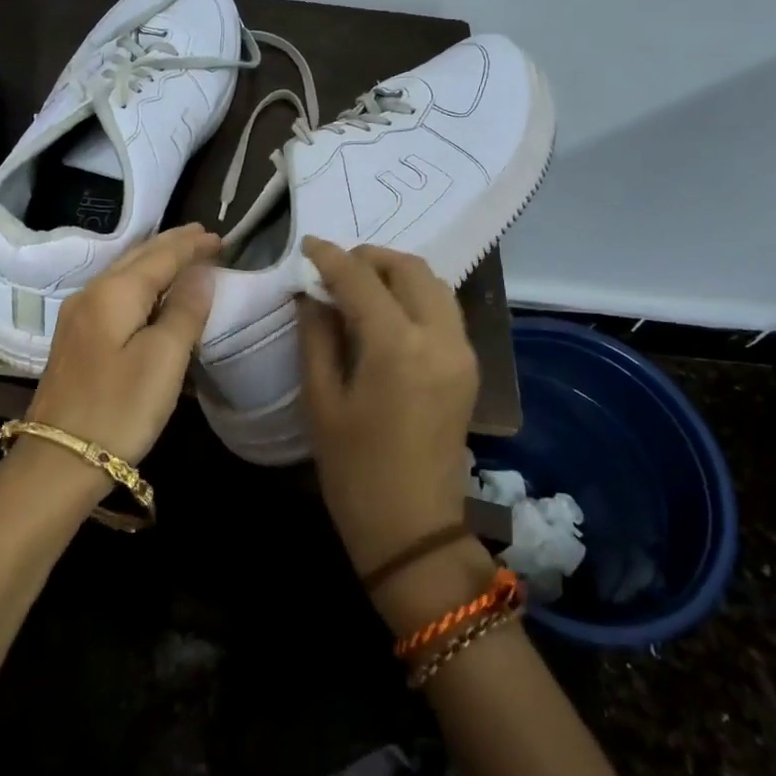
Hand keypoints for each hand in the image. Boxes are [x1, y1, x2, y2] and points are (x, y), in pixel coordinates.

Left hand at [25, 224, 220, 462]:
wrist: (58, 460)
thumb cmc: (120, 408)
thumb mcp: (164, 359)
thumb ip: (185, 311)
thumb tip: (201, 273)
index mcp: (115, 292)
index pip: (161, 256)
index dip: (192, 246)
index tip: (220, 237)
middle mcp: (92, 293)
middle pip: (138, 256)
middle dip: (172, 244)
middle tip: (202, 235)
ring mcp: (78, 316)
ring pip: (124, 272)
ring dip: (155, 259)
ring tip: (181, 252)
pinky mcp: (75, 338)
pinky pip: (115, 292)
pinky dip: (140, 280)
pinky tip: (149, 288)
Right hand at [299, 237, 478, 577]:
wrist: (413, 530)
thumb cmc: (354, 471)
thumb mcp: (321, 400)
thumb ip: (316, 335)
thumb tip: (310, 293)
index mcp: (398, 347)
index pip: (361, 279)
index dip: (331, 257)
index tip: (306, 245)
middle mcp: (440, 338)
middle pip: (409, 269)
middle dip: (370, 257)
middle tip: (335, 266)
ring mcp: (463, 352)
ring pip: (433, 284)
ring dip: (396, 272)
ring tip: (360, 283)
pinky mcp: (469, 367)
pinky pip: (444, 309)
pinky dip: (415, 295)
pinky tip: (387, 310)